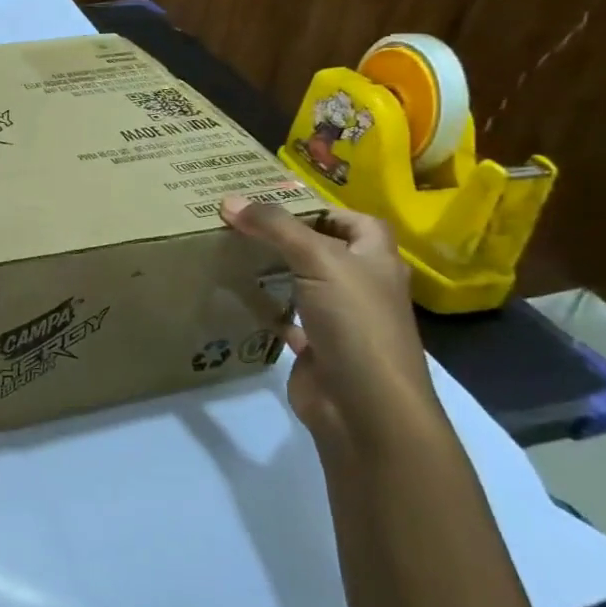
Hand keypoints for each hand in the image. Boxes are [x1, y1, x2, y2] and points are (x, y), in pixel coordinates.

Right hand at [218, 196, 442, 457]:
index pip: (357, 221)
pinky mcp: (318, 349)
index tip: (276, 203)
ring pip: (305, 285)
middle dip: (290, 238)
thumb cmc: (355, 322)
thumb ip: (275, 227)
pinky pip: (288, 321)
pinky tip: (238, 298)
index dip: (323, 208)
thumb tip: (229, 200)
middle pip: (326, 251)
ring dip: (276, 272)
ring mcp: (340, 321)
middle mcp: (362, 287)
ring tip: (233, 253)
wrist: (365, 406)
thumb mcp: (318, 260)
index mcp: (377, 261)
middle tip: (243, 223)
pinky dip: (266, 310)